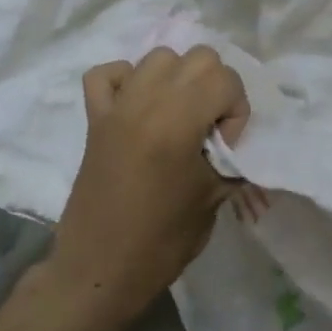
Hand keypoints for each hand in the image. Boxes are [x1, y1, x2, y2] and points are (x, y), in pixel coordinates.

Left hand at [44, 46, 250, 329]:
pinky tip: (139, 105)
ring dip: (178, 79)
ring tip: (179, 115)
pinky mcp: (94, 119)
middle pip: (198, 57)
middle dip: (215, 86)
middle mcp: (145, 103)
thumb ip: (231, 157)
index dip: (236, 110)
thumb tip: (237, 142)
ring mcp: (116, 107)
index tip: (226, 147)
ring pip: (159, 57)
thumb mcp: (214, 197)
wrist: (99, 272)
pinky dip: (128, 80)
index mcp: (176, 123)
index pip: (225, 78)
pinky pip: (107, 74)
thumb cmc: (162, 241)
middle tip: (210, 127)